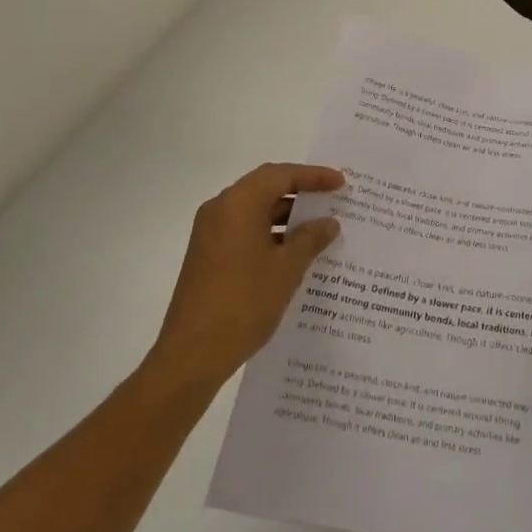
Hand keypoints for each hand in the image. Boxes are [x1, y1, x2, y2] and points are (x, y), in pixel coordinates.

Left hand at [147, 163, 344, 391]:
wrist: (190, 356)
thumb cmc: (243, 303)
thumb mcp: (287, 269)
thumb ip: (310, 239)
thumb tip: (328, 223)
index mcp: (239, 203)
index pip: (282, 175)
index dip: (313, 176)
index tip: (340, 182)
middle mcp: (221, 209)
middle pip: (266, 187)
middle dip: (300, 191)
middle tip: (331, 198)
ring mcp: (210, 233)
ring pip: (254, 210)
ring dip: (285, 215)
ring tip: (318, 227)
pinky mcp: (207, 255)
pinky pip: (244, 230)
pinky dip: (269, 233)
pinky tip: (292, 252)